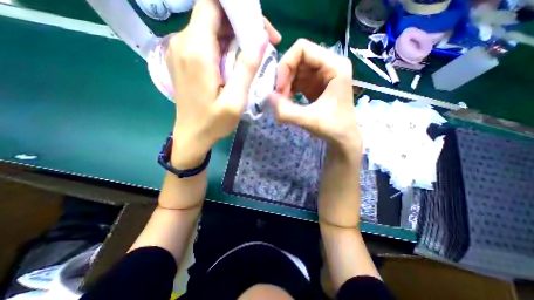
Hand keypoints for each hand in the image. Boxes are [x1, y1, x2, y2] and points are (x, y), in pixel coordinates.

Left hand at [167, 0, 283, 168]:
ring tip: (252, 55)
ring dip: (234, 36)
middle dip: (241, 23)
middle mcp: (183, 42)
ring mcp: (180, 50)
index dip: (239, 9)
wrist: (191, 135)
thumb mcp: (235, 100)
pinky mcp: (183, 59)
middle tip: (263, 44)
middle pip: (213, 14)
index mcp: (197, 50)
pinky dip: (223, 45)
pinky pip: (205, 41)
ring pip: (210, 27)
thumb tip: (261, 38)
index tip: (260, 29)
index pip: (213, 4)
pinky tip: (234, 62)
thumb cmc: (214, 122)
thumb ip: (246, 68)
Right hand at [269, 38, 360, 156]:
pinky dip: (289, 90)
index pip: (302, 48)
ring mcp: (322, 74)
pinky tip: (288, 102)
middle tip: (279, 97)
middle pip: (297, 58)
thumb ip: (286, 111)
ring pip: (295, 70)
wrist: (342, 138)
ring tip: (283, 102)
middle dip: (284, 77)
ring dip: (285, 85)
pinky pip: (297, 80)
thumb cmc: (333, 128)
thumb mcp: (309, 120)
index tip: (279, 88)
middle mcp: (329, 64)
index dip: (285, 65)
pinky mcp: (315, 84)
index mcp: (335, 66)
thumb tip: (267, 97)